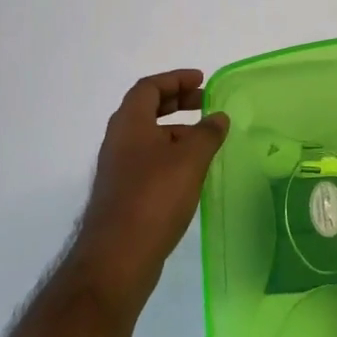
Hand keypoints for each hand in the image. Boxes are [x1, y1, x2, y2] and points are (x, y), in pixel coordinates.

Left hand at [71, 69, 228, 300]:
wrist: (117, 257)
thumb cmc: (154, 198)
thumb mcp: (189, 160)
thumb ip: (207, 134)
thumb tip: (218, 117)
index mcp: (129, 123)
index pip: (149, 87)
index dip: (175, 79)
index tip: (202, 81)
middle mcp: (118, 140)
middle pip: (146, 109)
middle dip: (177, 102)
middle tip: (205, 104)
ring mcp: (118, 168)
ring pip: (148, 137)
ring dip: (175, 130)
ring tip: (206, 140)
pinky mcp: (123, 193)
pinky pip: (148, 160)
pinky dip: (170, 154)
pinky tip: (191, 172)